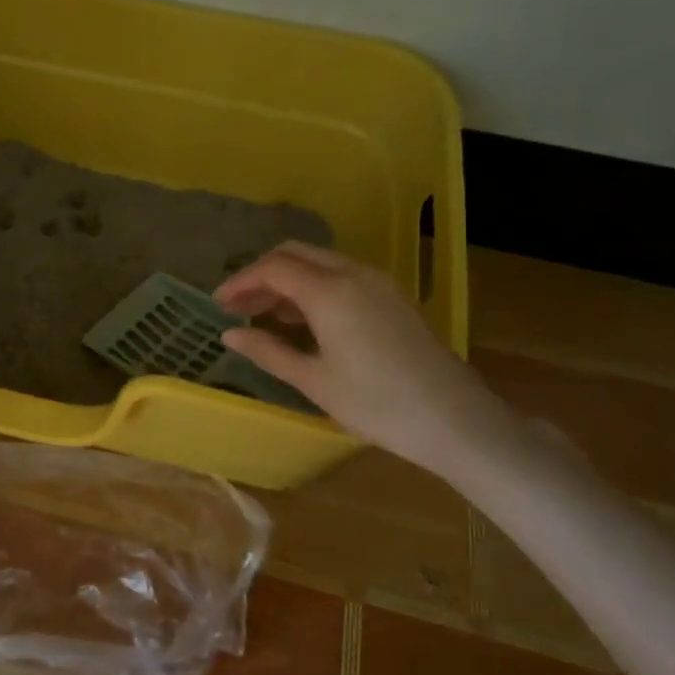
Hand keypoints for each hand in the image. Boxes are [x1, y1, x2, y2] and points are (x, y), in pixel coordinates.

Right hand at [215, 242, 518, 475]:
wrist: (456, 420)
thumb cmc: (377, 404)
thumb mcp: (314, 381)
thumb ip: (268, 351)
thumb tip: (229, 334)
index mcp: (329, 292)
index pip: (272, 269)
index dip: (240, 282)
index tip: (218, 304)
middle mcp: (353, 274)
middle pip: (295, 254)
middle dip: (262, 274)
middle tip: (239, 305)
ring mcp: (377, 282)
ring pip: (319, 262)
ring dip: (288, 279)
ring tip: (264, 314)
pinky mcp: (392, 297)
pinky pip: (341, 275)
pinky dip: (313, 286)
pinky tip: (303, 319)